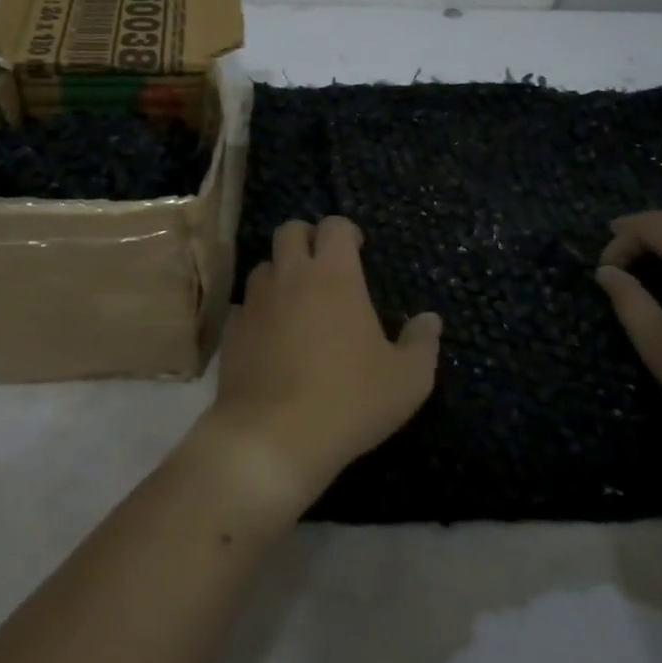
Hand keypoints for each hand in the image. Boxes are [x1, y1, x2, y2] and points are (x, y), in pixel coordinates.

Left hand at [200, 217, 440, 509]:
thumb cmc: (349, 401)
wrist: (272, 437)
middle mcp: (290, 276)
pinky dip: (257, 312)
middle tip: (322, 266)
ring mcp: (255, 301)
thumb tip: (430, 319)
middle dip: (306, 238)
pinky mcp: (231, 330)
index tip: (357, 250)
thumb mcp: (407, 380)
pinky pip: (243, 306)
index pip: (334, 225)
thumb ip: (422, 343)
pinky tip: (268, 338)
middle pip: (289, 230)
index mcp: (334, 275)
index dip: (346, 232)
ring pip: (263, 266)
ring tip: (296, 304)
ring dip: (280, 274)